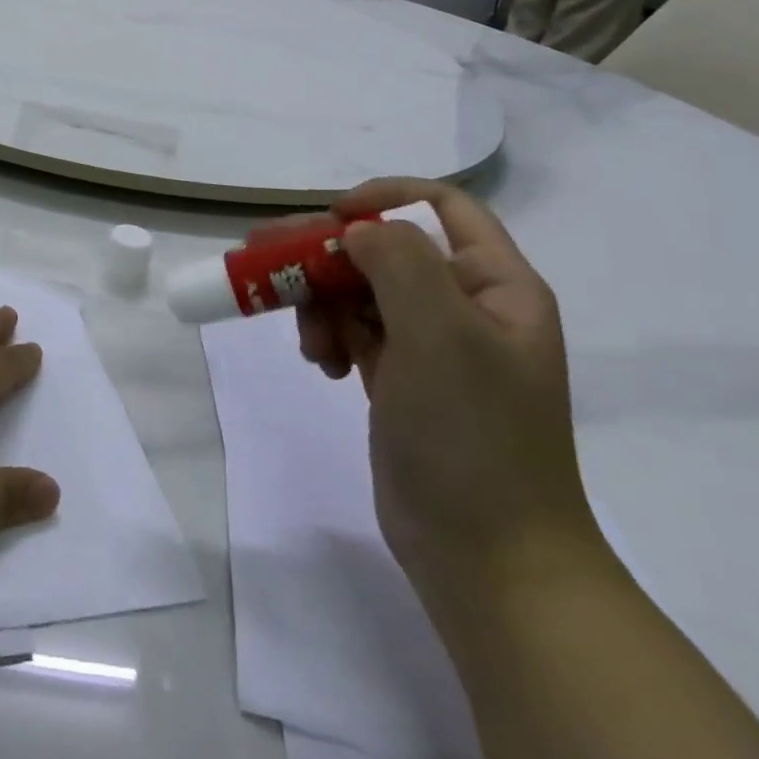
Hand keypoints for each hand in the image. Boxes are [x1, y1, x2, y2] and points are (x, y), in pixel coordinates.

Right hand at [313, 180, 598, 593]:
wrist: (488, 560)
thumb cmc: (472, 437)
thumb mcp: (441, 334)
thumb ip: (399, 261)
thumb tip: (357, 229)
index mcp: (496, 285)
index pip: (441, 205)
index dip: (383, 198)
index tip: (330, 218)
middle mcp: (466, 305)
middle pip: (385, 247)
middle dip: (326, 253)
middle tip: (262, 257)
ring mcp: (432, 344)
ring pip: (360, 288)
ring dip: (321, 302)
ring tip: (310, 344)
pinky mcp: (401, 377)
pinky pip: (353, 330)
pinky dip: (328, 336)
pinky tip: (321, 364)